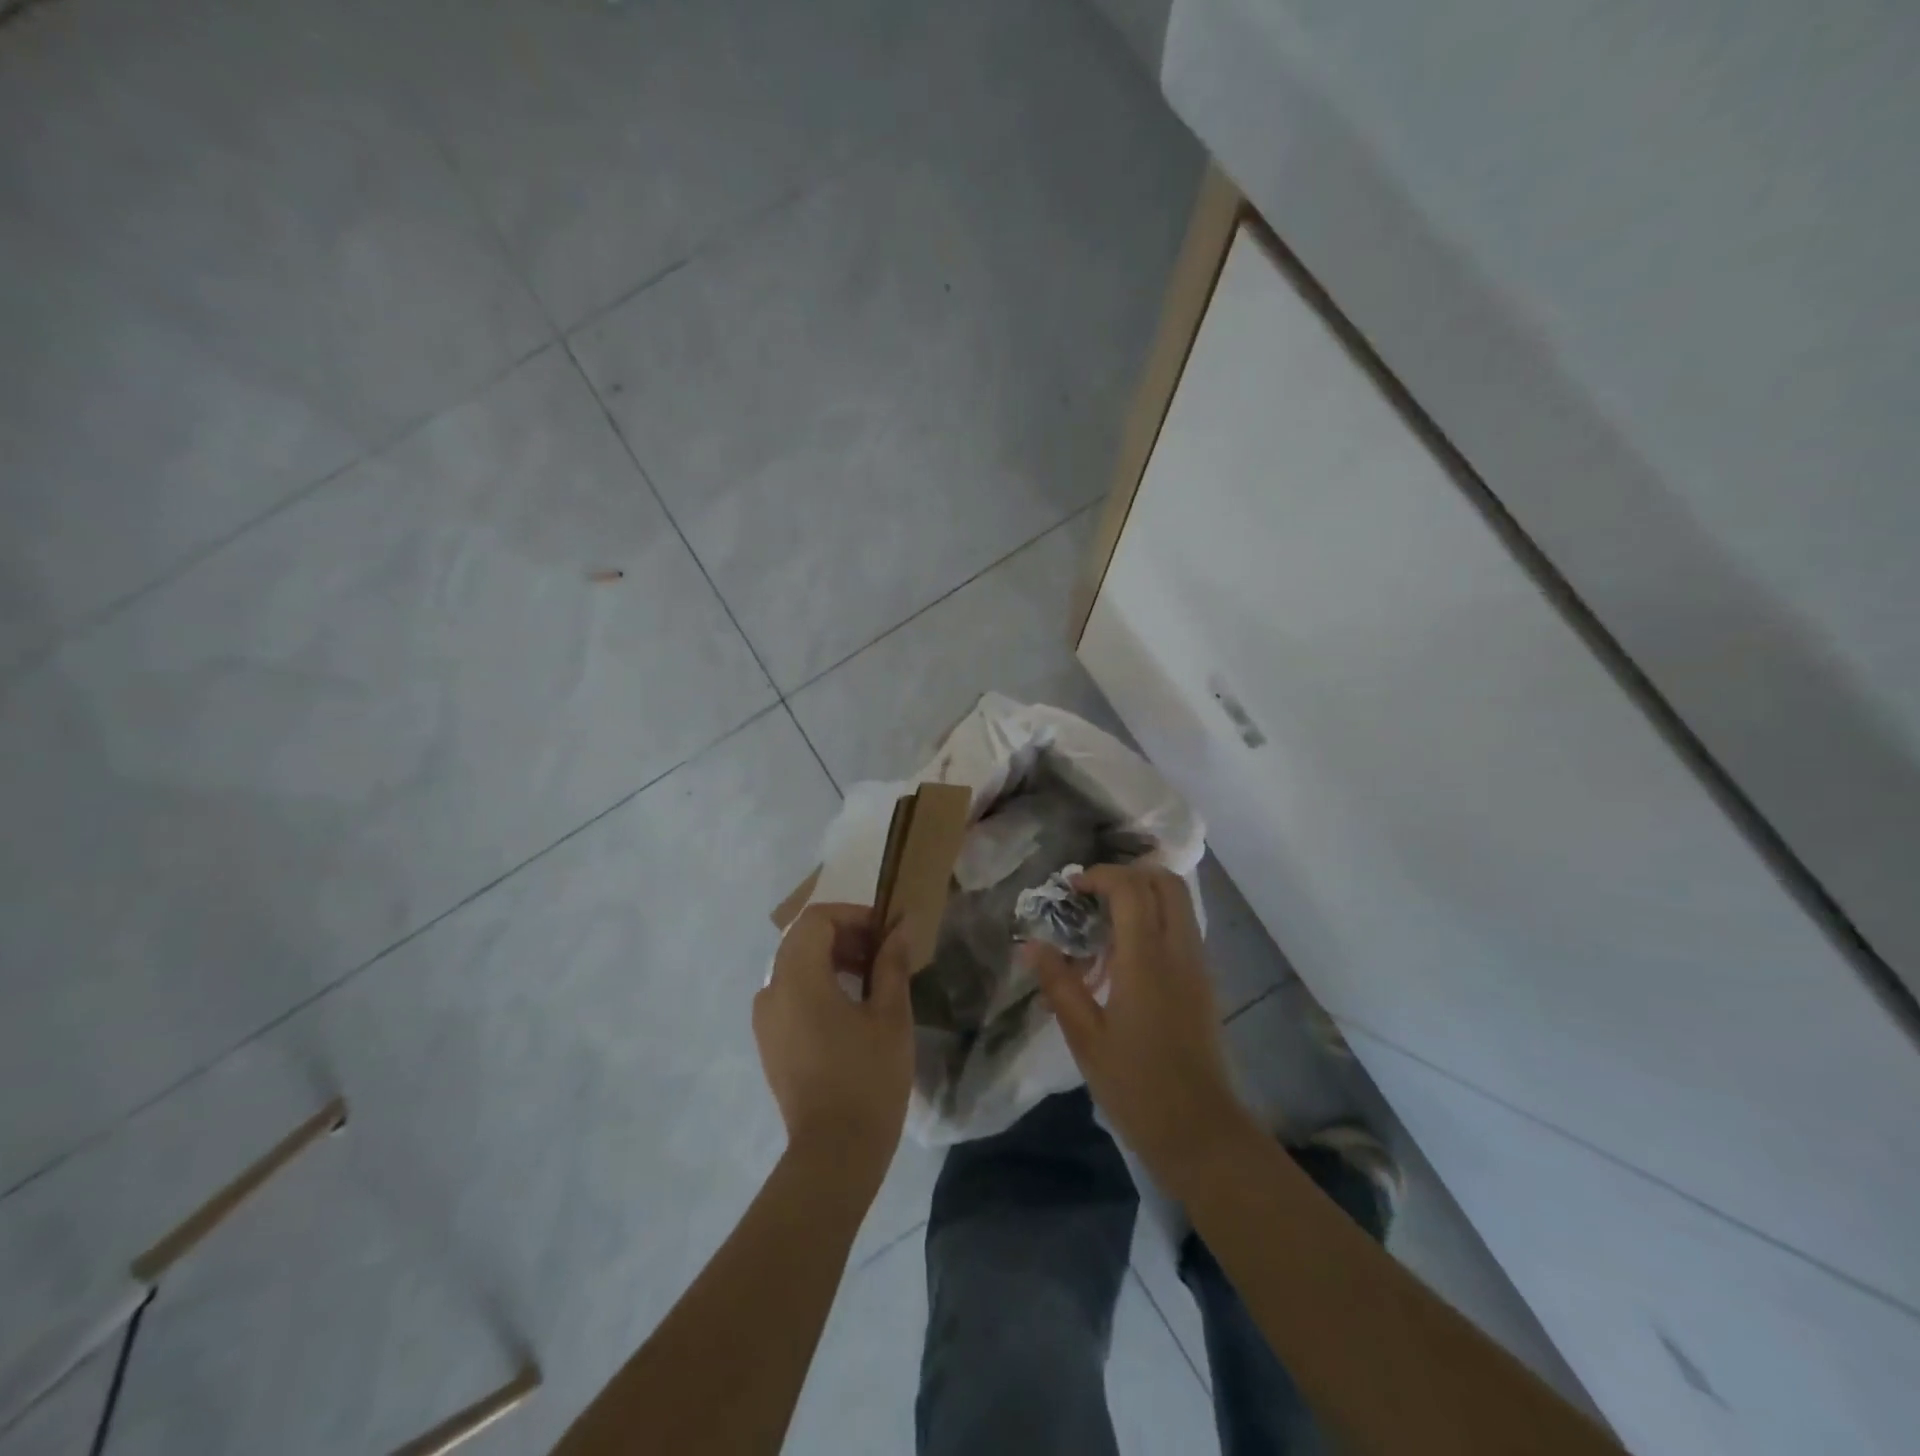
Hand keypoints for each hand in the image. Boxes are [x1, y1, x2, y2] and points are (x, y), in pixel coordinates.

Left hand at [754, 904, 913, 1182]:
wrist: (834, 1152)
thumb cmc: (868, 1078)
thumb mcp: (891, 1015)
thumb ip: (892, 963)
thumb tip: (900, 927)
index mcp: (798, 978)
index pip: (817, 919)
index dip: (853, 916)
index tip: (884, 933)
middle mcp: (771, 990)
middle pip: (803, 939)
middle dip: (843, 936)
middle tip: (882, 952)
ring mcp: (765, 1018)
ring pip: (794, 965)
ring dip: (830, 959)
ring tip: (870, 979)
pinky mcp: (768, 1041)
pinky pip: (789, 993)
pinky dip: (816, 984)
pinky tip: (848, 1008)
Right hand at [1026, 865, 1257, 1194]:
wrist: (1200, 1131)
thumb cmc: (1136, 1085)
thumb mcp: (1085, 1037)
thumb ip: (1059, 984)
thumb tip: (1031, 944)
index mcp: (1147, 960)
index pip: (1131, 889)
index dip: (1100, 875)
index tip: (1071, 888)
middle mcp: (1179, 951)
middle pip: (1165, 882)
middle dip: (1127, 875)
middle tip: (1092, 895)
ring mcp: (1198, 965)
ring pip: (1178, 903)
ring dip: (1143, 896)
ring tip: (1104, 924)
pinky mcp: (1204, 982)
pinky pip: (1182, 928)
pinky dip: (1155, 920)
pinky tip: (1125, 956)